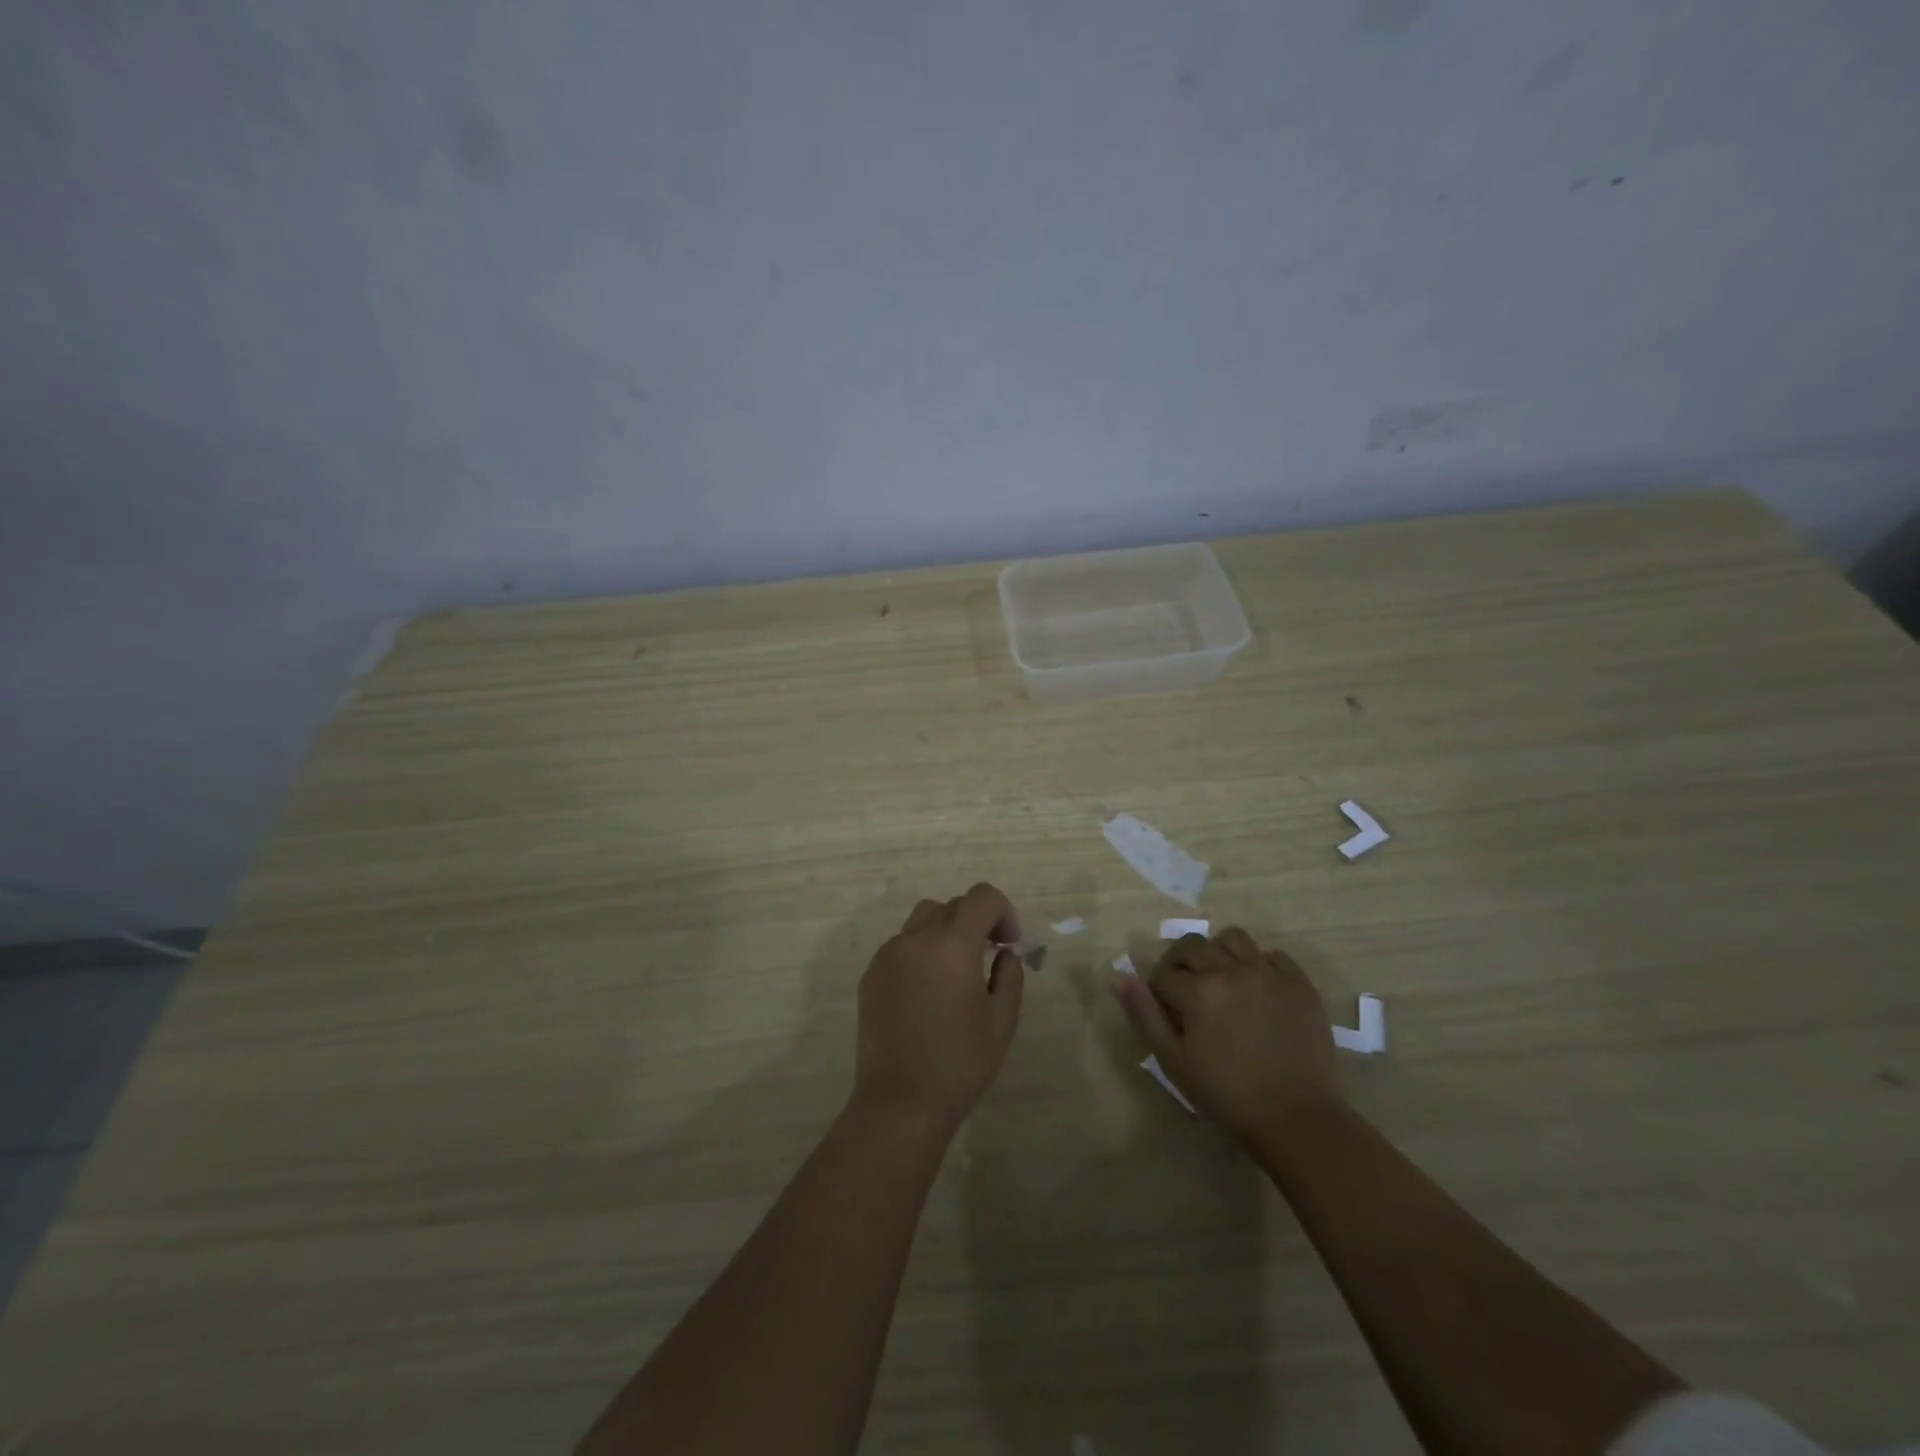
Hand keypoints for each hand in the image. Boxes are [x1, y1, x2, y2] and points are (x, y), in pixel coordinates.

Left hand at [851, 883, 1025, 1134]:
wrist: (900, 1103)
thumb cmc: (960, 1063)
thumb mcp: (1002, 1020)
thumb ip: (1009, 974)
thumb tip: (1003, 952)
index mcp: (952, 944)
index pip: (982, 897)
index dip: (1003, 912)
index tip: (1009, 945)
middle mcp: (916, 938)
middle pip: (952, 905)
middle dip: (976, 921)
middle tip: (989, 956)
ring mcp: (888, 954)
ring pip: (922, 919)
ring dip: (946, 931)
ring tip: (956, 970)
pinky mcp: (871, 974)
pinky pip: (901, 945)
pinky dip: (921, 952)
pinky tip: (927, 992)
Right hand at [1111, 926, 1342, 1141]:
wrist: (1298, 1119)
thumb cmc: (1228, 1095)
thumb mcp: (1173, 1061)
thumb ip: (1144, 1015)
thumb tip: (1119, 977)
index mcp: (1198, 990)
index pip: (1163, 974)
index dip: (1157, 991)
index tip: (1165, 1011)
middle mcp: (1231, 970)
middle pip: (1193, 946)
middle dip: (1180, 963)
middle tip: (1185, 990)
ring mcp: (1269, 973)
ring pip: (1233, 938)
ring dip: (1218, 952)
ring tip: (1220, 978)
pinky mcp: (1299, 984)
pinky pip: (1272, 955)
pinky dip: (1258, 964)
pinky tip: (1256, 988)